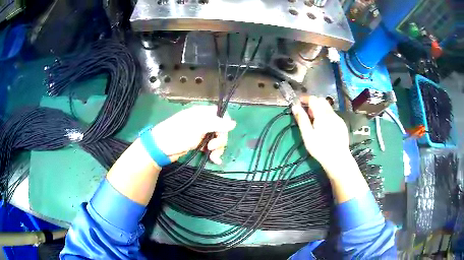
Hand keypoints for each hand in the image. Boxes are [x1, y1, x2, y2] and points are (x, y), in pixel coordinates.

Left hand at [151, 106, 235, 163]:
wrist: (160, 149)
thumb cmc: (177, 134)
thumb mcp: (197, 128)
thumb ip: (216, 124)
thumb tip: (234, 123)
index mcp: (202, 113)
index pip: (221, 114)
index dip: (225, 124)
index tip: (222, 134)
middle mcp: (203, 121)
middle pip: (221, 129)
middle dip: (220, 140)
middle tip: (212, 148)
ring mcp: (201, 133)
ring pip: (217, 139)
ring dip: (218, 148)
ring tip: (214, 158)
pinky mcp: (199, 144)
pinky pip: (211, 147)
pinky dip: (214, 153)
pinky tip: (215, 160)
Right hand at [292, 96, 350, 169]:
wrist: (338, 159)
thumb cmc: (320, 149)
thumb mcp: (307, 135)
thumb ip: (302, 119)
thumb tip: (295, 107)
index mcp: (322, 115)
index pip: (313, 99)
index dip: (305, 99)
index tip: (298, 103)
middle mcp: (331, 113)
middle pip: (321, 100)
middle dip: (313, 102)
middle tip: (306, 113)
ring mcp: (338, 118)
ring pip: (328, 107)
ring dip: (320, 108)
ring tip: (315, 121)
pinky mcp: (342, 124)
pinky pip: (332, 114)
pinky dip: (326, 115)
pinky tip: (324, 127)